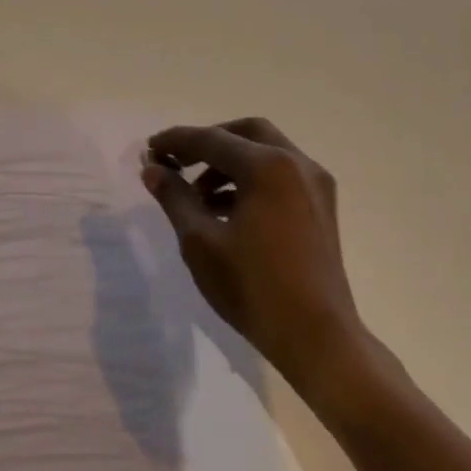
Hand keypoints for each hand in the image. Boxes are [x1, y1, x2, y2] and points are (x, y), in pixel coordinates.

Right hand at [142, 118, 374, 408]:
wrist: (317, 337)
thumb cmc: (252, 287)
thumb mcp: (200, 241)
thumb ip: (174, 197)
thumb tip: (153, 169)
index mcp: (268, 167)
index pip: (211, 139)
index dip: (175, 141)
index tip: (149, 149)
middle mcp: (297, 165)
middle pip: (246, 133)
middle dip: (208, 142)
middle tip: (178, 162)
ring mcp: (315, 186)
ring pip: (266, 153)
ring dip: (228, 162)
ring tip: (196, 195)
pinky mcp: (321, 208)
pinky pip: (280, 176)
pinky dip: (250, 180)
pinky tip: (224, 210)